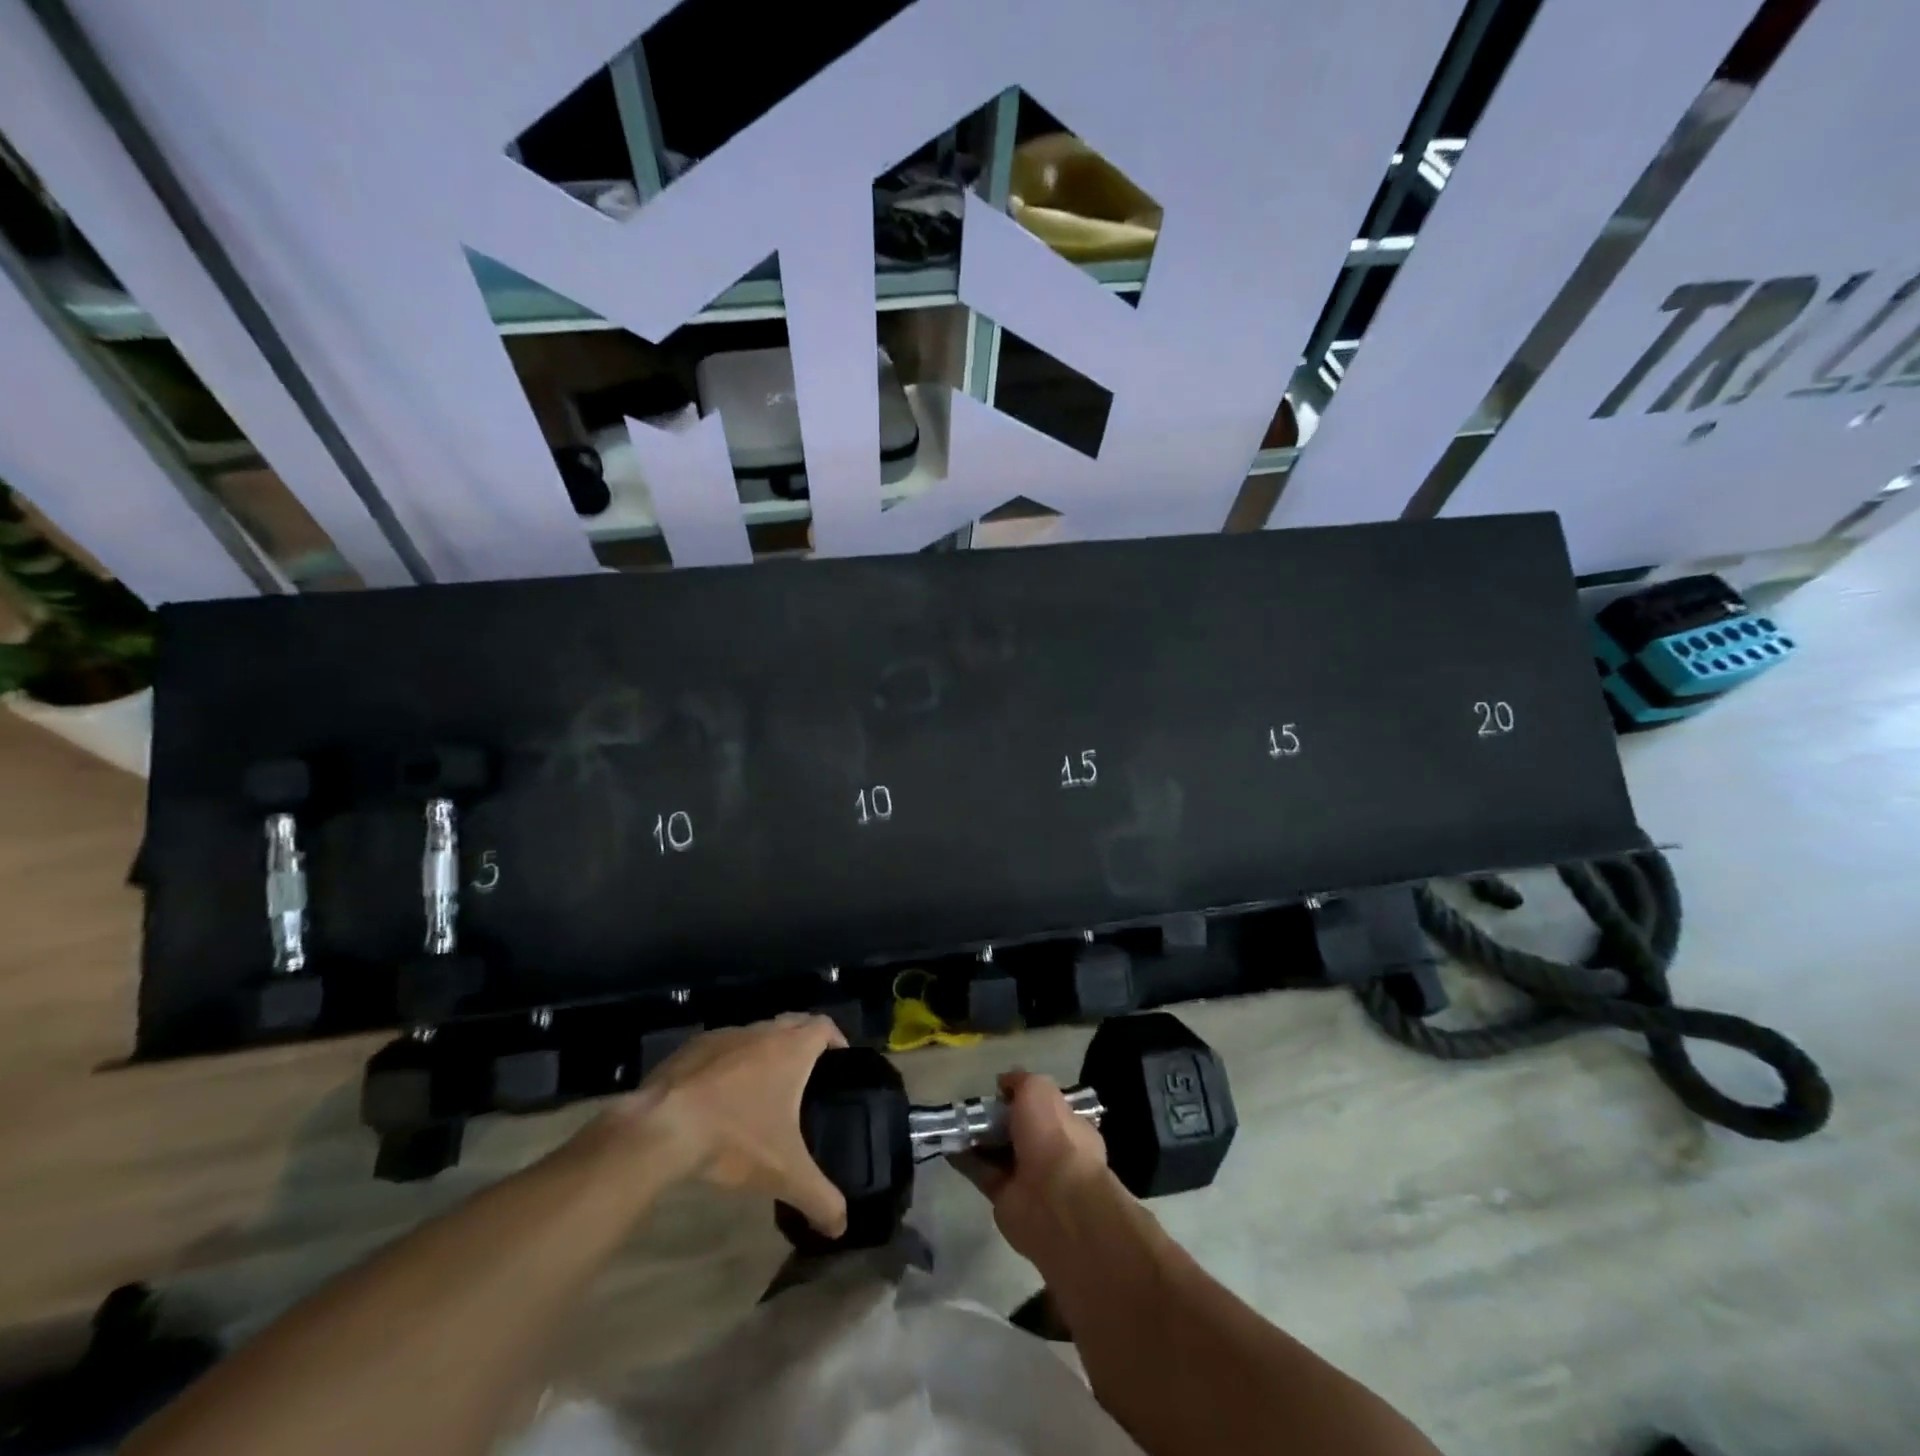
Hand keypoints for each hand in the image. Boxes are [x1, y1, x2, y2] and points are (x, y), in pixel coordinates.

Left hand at [605, 1015, 848, 1236]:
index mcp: (791, 1049)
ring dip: (766, 1049)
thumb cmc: (735, 1138)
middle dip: (804, 1039)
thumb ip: (819, 1198)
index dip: (836, 1039)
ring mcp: (726, 1035)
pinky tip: (722, 1094)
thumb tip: (842, 1226)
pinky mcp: (694, 1047)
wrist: (663, 1127)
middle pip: (793, 1022)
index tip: (840, 1060)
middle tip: (808, 1073)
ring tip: (766, 1086)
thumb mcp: (784, 1174)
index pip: (824, 1026)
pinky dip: (731, 1061)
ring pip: (757, 1033)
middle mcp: (762, 1032)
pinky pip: (724, 1046)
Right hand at [953, 1070, 1117, 1261]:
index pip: (1043, 1106)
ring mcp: (1028, 1176)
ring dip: (977, 1138)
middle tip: (970, 1106)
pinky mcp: (1005, 1198)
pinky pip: (982, 1173)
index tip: (997, 1090)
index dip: (1021, 1097)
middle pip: (1017, 1129)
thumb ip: (1020, 1081)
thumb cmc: (1053, 1135)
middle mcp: (1049, 1150)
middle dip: (995, 1118)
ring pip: (998, 1151)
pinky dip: (965, 1160)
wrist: (1054, 1201)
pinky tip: (947, 1145)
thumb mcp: (1038, 1089)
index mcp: (1067, 1124)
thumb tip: (1004, 1082)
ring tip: (952, 1122)